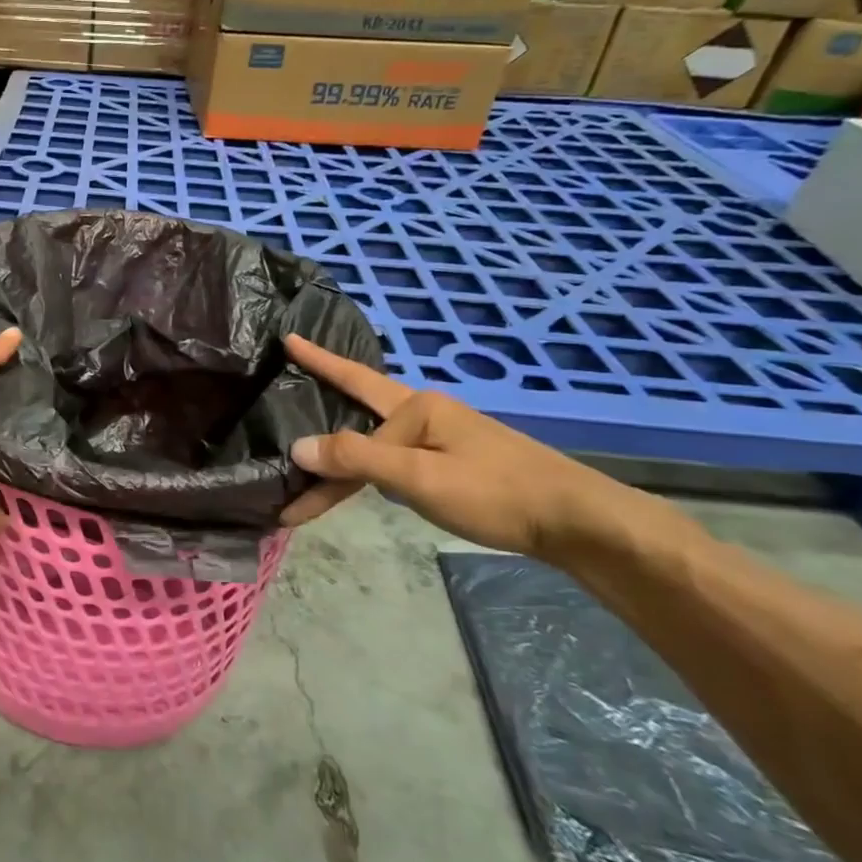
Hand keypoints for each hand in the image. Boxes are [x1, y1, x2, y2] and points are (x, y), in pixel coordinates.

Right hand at [279, 335, 681, 566]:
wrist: (577, 522)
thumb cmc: (495, 493)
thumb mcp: (418, 478)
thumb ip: (356, 459)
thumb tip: (298, 446)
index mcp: (418, 406)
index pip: (353, 382)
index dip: (318, 362)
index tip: (287, 338)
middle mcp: (427, 413)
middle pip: (358, 417)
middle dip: (322, 432)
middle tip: (285, 444)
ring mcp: (443, 437)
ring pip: (375, 443)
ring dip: (344, 462)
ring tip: (312, 484)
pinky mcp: (454, 462)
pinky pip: (394, 459)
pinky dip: (369, 472)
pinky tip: (360, 485)